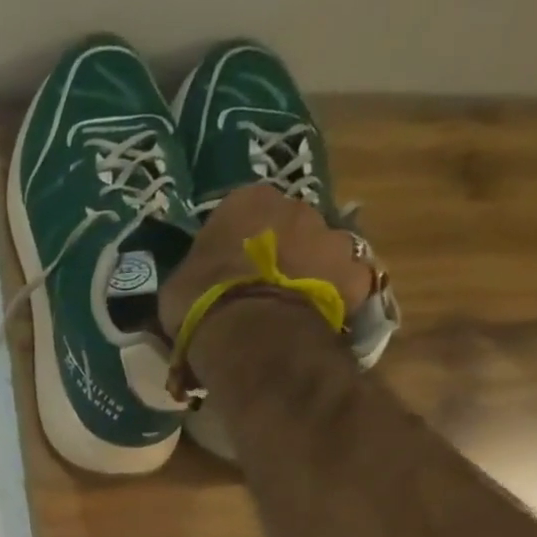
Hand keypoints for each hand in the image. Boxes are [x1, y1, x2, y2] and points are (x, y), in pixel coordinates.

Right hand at [158, 184, 375, 343]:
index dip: (236, 239)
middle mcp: (297, 207)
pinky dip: (333, 299)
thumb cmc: (202, 302)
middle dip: (280, 250)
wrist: (252, 335)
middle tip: (262, 285)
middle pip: (290, 225)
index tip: (228, 264)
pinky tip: (314, 321)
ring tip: (290, 306)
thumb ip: (197, 271)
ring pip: (321, 251)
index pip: (243, 210)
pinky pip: (344, 285)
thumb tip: (198, 281)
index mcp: (247, 201)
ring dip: (310, 271)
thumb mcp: (178, 284)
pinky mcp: (357, 276)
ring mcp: (333, 239)